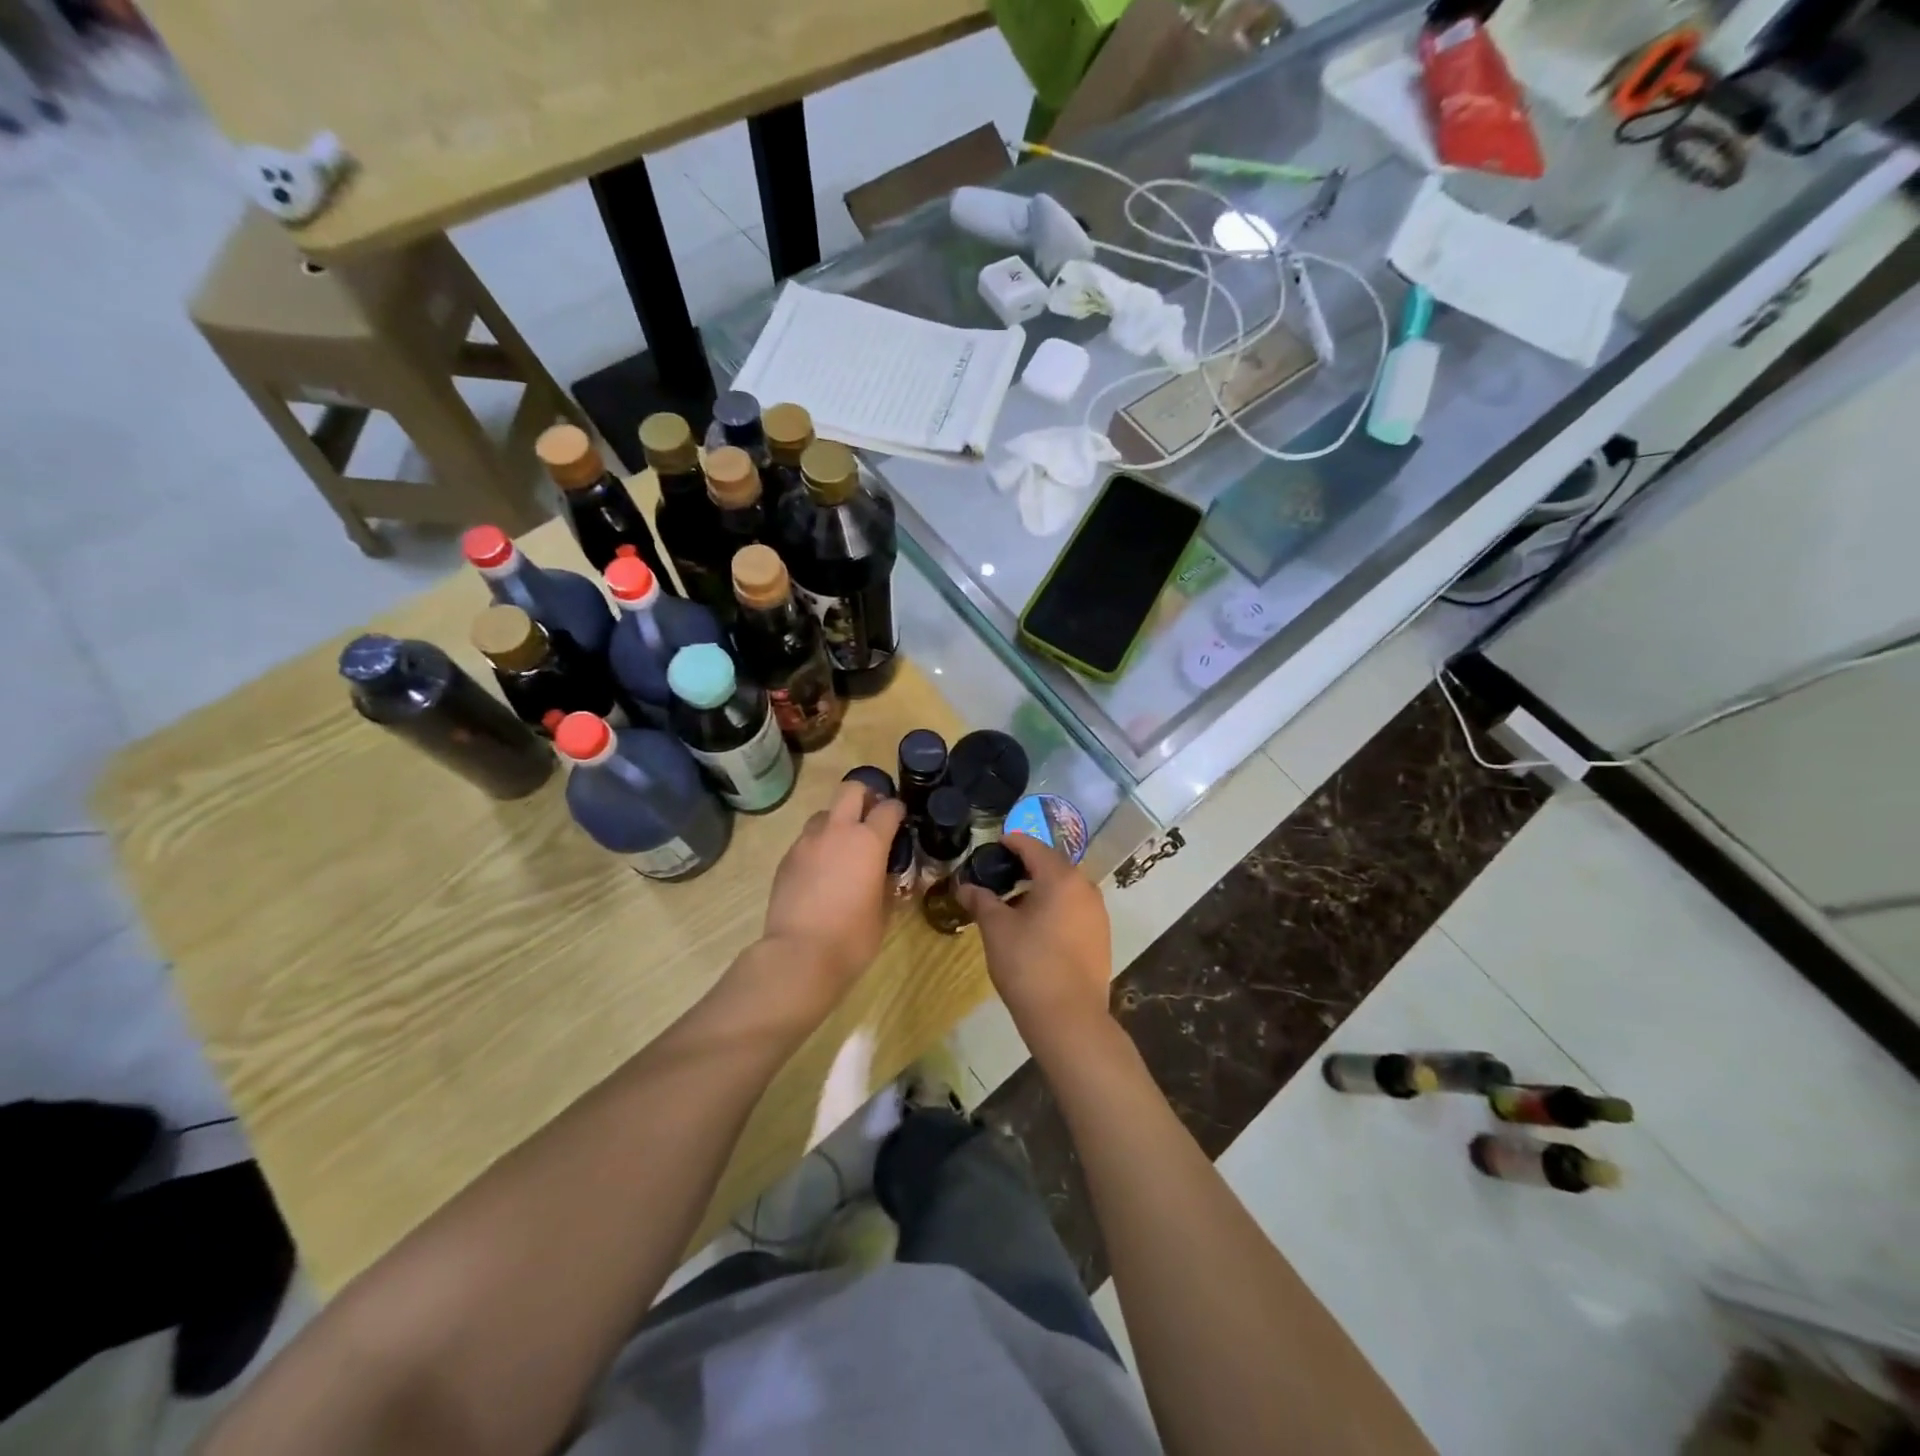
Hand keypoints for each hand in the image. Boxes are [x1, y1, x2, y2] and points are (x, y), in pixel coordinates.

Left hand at [760, 780, 907, 992]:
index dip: (897, 811)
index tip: (900, 820)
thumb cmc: (852, 937)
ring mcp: (807, 842)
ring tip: (843, 847)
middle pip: (851, 790)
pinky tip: (821, 871)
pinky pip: (806, 840)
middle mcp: (837, 831)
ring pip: (824, 814)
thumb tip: (886, 874)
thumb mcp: (883, 911)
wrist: (799, 954)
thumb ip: (886, 883)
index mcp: (868, 841)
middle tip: (871, 816)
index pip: (888, 808)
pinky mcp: (786, 858)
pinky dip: (818, 846)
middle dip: (865, 796)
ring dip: (837, 821)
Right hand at [959, 833, 1112, 1048]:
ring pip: (1065, 888)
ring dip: (1041, 888)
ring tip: (1014, 902)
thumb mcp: (997, 929)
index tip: (994, 844)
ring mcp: (1098, 914)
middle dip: (1026, 865)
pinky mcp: (1101, 937)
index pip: (1033, 847)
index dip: (1012, 842)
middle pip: (1053, 865)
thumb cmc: (1029, 965)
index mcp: (1061, 878)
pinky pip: (1074, 909)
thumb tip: (965, 886)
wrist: (1069, 1019)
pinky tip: (1035, 925)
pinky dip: (1055, 907)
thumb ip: (981, 901)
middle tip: (999, 873)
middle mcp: (1085, 888)